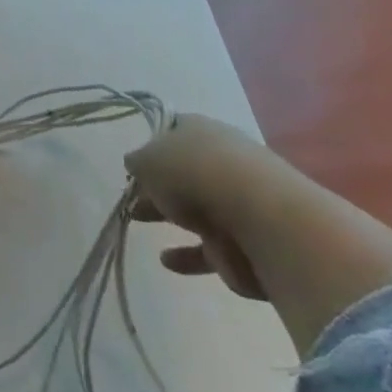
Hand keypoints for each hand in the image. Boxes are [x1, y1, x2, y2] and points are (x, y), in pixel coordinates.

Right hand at [124, 114, 291, 301]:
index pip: (173, 131)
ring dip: (169, 216)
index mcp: (202, 131)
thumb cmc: (194, 174)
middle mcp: (223, 162)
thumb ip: (137, 163)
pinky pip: (209, 249)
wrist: (260, 221)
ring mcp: (238, 204)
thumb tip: (137, 166)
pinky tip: (167, 260)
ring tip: (138, 220)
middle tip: (131, 196)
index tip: (133, 163)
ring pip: (196, 209)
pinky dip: (188, 255)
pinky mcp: (246, 243)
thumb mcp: (146, 159)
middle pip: (184, 172)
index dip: (151, 144)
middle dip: (156, 184)